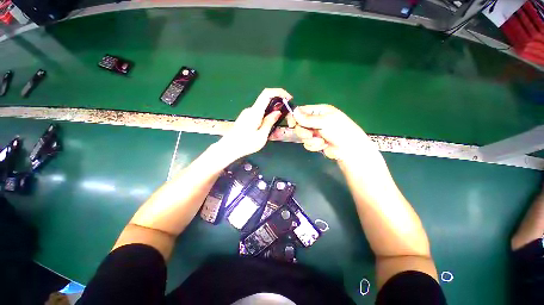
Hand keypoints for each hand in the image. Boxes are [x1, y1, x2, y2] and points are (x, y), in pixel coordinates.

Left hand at [217, 88, 292, 159]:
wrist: (228, 148)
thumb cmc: (245, 144)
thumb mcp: (261, 136)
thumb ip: (269, 122)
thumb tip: (277, 112)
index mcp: (255, 112)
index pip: (267, 94)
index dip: (279, 92)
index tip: (288, 98)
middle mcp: (250, 110)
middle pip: (266, 101)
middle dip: (277, 106)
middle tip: (285, 117)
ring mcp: (247, 113)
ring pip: (263, 109)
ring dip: (271, 114)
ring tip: (276, 126)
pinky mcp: (245, 118)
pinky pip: (258, 114)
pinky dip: (266, 117)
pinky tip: (267, 128)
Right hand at [287, 104, 376, 160]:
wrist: (349, 150)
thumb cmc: (340, 131)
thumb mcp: (325, 121)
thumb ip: (308, 118)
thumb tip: (294, 111)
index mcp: (319, 111)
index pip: (301, 111)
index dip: (295, 117)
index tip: (292, 124)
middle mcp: (315, 121)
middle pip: (299, 125)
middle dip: (304, 131)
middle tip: (310, 134)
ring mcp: (315, 132)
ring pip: (302, 136)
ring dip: (311, 140)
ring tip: (321, 141)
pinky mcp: (315, 142)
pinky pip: (307, 144)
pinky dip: (314, 146)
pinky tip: (323, 145)